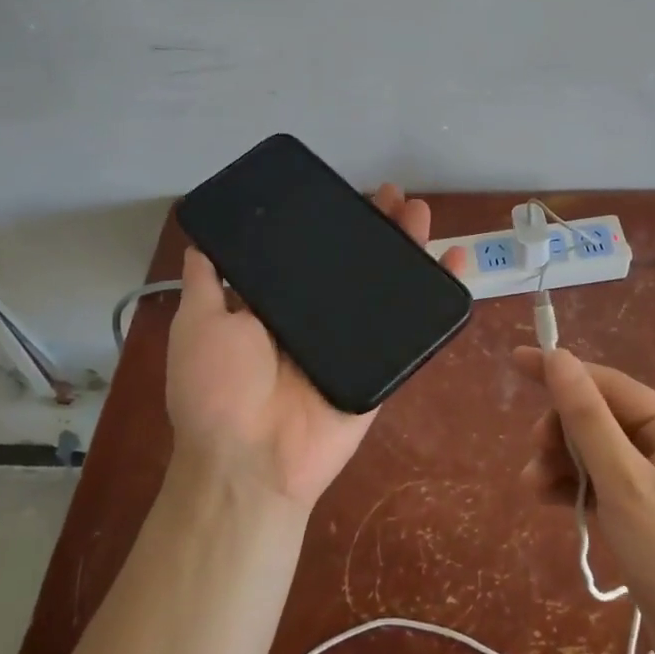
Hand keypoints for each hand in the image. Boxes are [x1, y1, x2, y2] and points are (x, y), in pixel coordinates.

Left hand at [166, 183, 468, 509]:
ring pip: (389, 286)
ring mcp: (356, 341)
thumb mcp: (199, 326)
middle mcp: (320, 319)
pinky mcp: (385, 365)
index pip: (312, 254)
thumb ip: (205, 284)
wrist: (251, 460)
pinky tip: (455, 260)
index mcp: (280, 307)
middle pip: (357, 264)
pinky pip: (416, 328)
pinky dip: (440, 294)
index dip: (331, 223)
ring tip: (419, 213)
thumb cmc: (218, 390)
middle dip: (377, 228)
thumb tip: (201, 242)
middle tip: (394, 196)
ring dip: (408, 248)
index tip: (346, 193)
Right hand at [514, 347, 654, 653]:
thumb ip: (588, 420)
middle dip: (561, 432)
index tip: (516, 362)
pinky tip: (547, 498)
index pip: (609, 385)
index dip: (562, 372)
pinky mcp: (646, 514)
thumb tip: (558, 357)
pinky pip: (602, 484)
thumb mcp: (626, 485)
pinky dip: (574, 487)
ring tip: (532, 486)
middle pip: (599, 418)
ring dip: (561, 462)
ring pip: (595, 452)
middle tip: (534, 457)